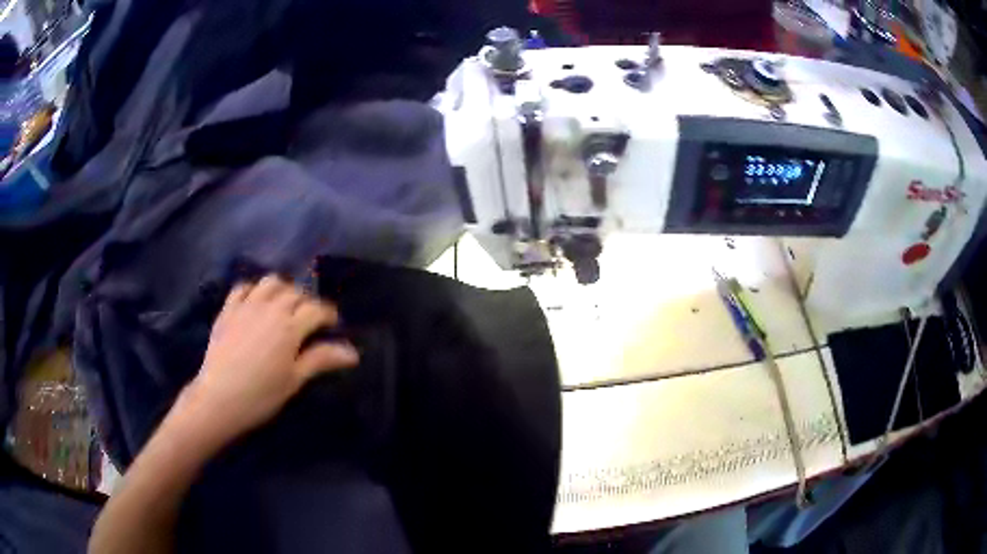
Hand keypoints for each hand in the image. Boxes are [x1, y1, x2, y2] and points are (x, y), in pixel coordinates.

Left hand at [181, 275, 358, 444]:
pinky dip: (253, 290)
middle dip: (307, 302)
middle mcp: (270, 308)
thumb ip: (321, 360)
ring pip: (270, 283)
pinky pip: (242, 287)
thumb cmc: (261, 395)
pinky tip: (256, 302)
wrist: (218, 398)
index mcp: (290, 327)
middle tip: (309, 320)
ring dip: (282, 289)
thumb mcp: (294, 381)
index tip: (333, 325)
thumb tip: (352, 352)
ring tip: (284, 305)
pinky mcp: (227, 310)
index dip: (328, 315)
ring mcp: (246, 305)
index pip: (316, 310)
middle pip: (295, 293)